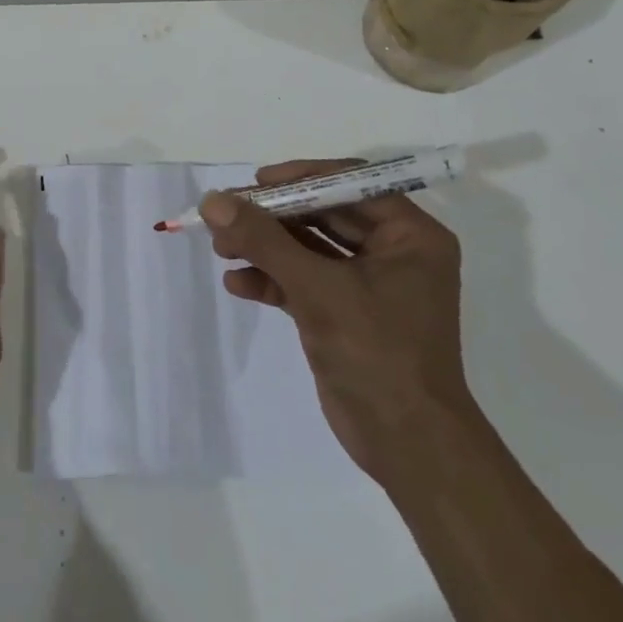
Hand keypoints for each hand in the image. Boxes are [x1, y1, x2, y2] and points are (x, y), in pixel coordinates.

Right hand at [201, 161, 471, 486]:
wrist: (406, 443)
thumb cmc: (377, 352)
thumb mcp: (317, 288)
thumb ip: (263, 240)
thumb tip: (212, 201)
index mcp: (410, 235)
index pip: (350, 183)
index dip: (300, 178)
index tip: (255, 183)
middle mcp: (393, 253)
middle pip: (323, 214)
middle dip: (273, 217)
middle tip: (224, 215)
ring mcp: (368, 285)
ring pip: (308, 249)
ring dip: (265, 247)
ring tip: (220, 249)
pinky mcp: (344, 315)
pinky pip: (304, 282)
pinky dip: (271, 280)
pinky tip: (236, 283)